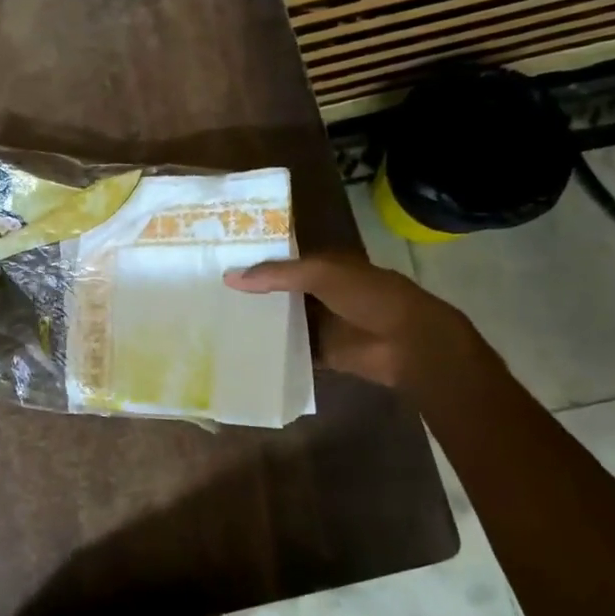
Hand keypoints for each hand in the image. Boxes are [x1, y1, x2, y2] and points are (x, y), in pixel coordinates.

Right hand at [226, 255, 475, 388]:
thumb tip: (229, 278)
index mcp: (324, 267)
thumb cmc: (368, 296)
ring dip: (259, 325)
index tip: (217, 265)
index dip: (255, 262)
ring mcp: (321, 325)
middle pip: (279, 294)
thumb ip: (277, 274)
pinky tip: (240, 354)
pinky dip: (272, 353)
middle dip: (251, 296)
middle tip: (207, 297)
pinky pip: (291, 352)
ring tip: (215, 326)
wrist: (407, 341)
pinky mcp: (322, 353)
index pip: (282, 261)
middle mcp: (319, 294)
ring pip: (283, 323)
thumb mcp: (321, 274)